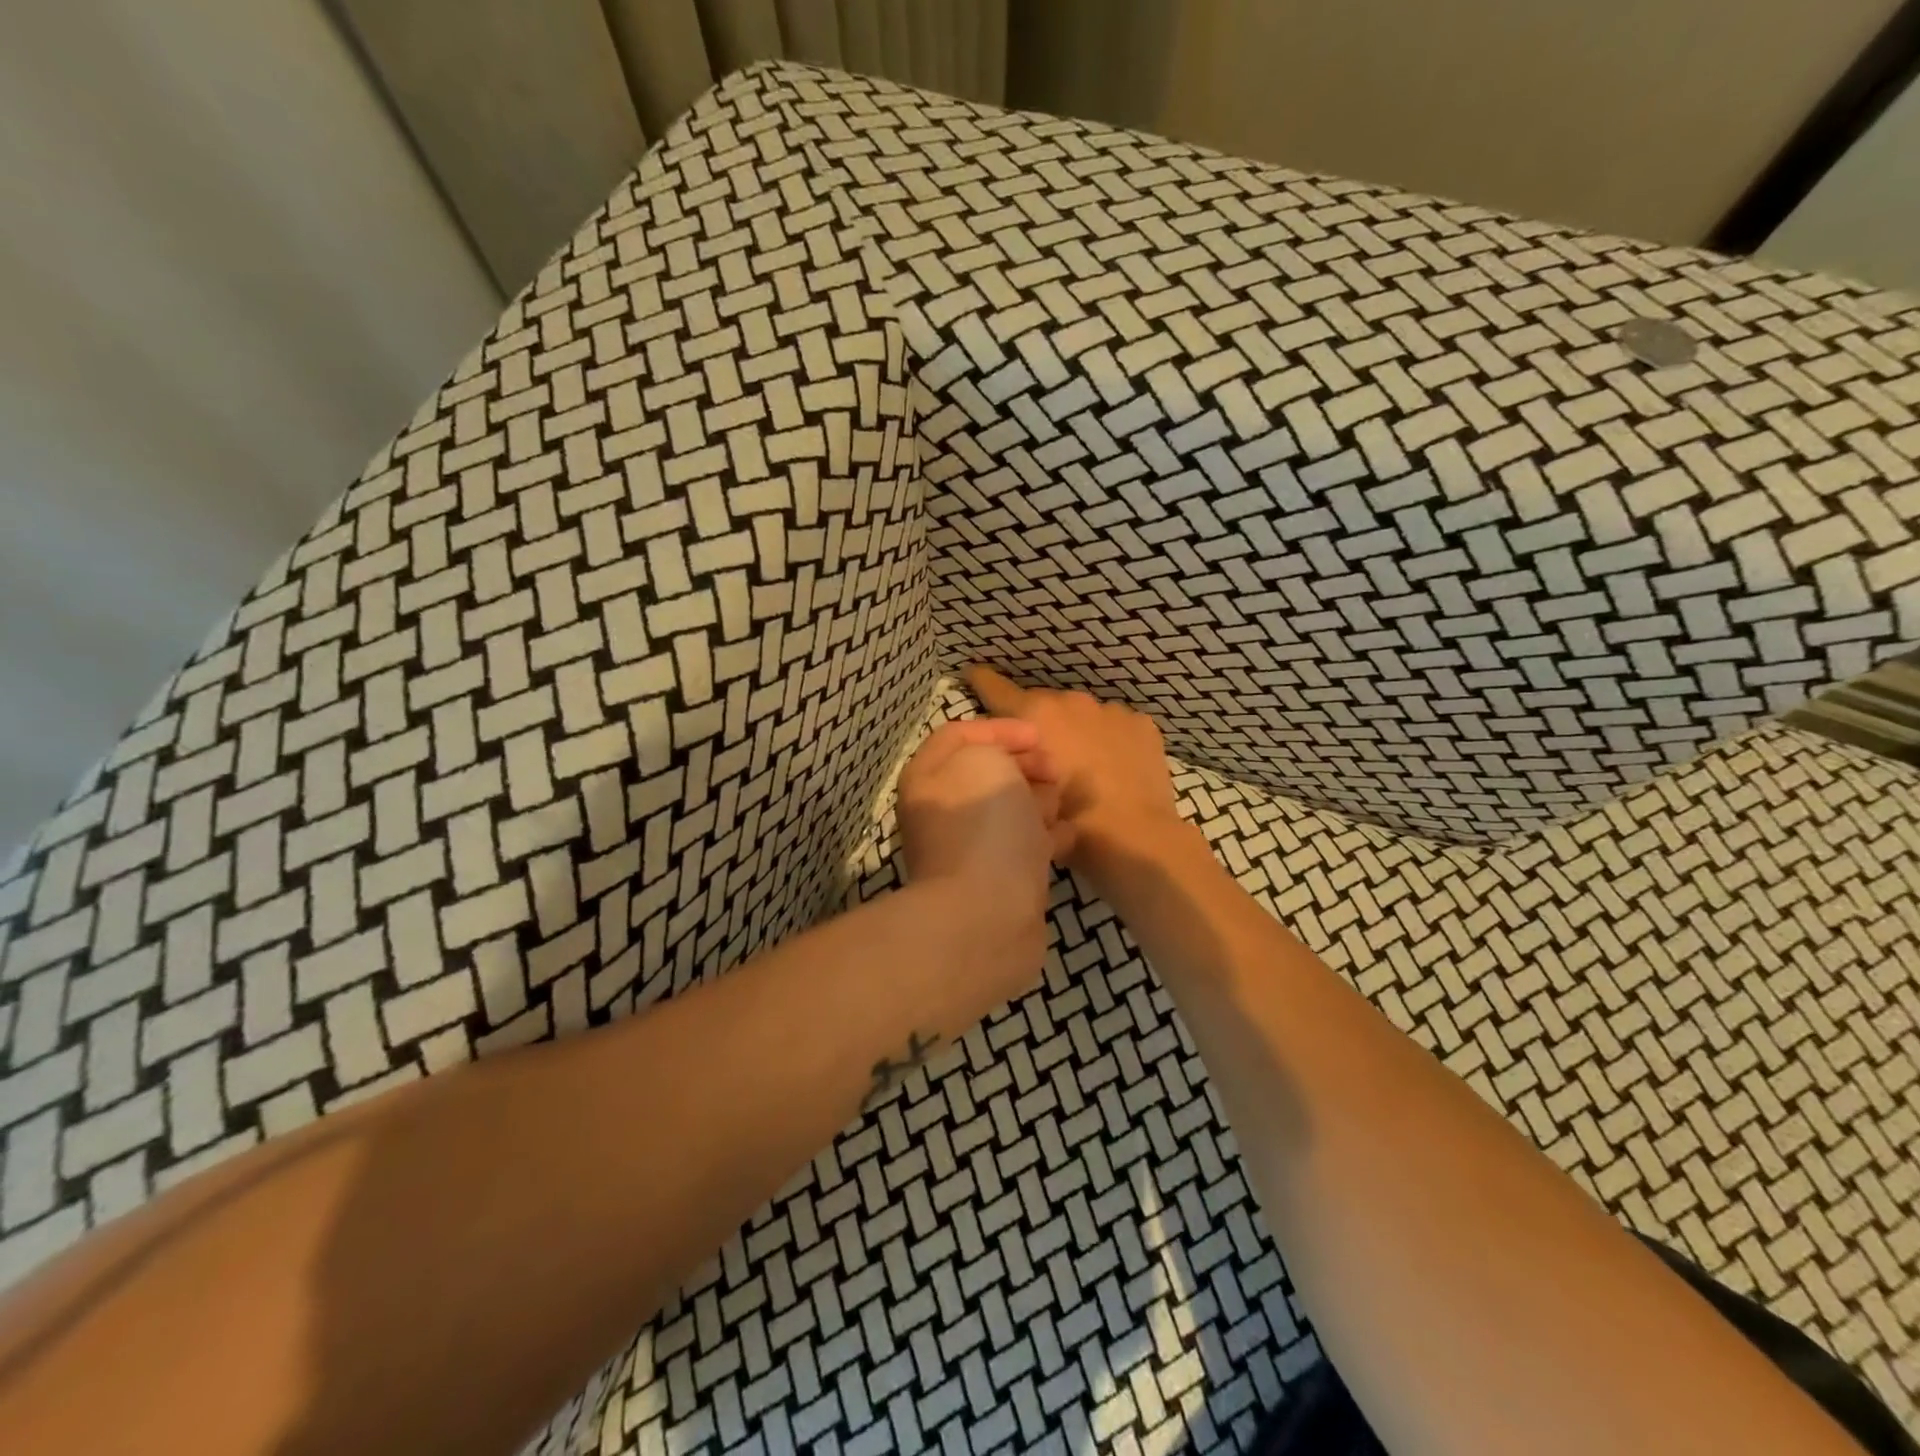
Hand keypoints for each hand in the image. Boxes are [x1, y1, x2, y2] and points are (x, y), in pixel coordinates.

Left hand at [895, 719, 1056, 995]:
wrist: (986, 916)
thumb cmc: (983, 827)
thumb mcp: (985, 761)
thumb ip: (995, 748)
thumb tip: (1011, 770)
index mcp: (929, 779)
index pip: (959, 736)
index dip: (1000, 729)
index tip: (1039, 736)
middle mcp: (944, 811)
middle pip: (988, 774)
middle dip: (1024, 766)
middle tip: (1054, 770)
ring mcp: (971, 848)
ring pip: (1009, 810)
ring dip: (1038, 801)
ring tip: (1060, 802)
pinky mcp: (999, 881)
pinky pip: (1024, 847)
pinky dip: (1046, 837)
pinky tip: (1066, 835)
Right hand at [961, 665, 1183, 891]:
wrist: (1138, 838)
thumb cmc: (1072, 824)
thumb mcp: (1024, 797)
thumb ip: (1014, 767)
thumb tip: (1014, 759)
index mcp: (1034, 716)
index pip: (996, 688)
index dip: (982, 681)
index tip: (975, 675)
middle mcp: (1070, 702)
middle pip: (1044, 704)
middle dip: (1039, 724)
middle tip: (1042, 758)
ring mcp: (1110, 710)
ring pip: (1082, 715)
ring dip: (1076, 732)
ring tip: (1083, 766)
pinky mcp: (1141, 723)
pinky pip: (1115, 726)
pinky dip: (1110, 741)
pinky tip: (1115, 769)